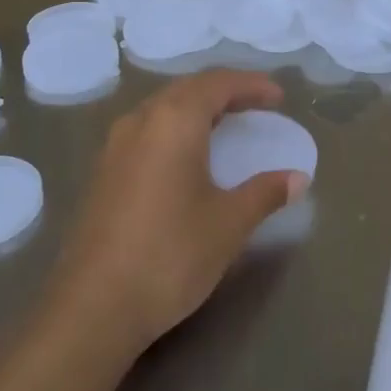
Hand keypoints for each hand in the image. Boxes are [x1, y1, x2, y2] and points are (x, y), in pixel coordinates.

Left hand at [49, 72, 310, 359]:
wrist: (93, 307)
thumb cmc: (170, 255)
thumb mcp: (228, 224)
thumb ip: (265, 193)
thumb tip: (298, 178)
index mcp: (174, 120)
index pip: (218, 83)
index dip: (252, 85)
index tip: (279, 97)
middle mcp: (140, 120)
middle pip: (188, 88)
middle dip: (225, 91)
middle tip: (257, 106)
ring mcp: (115, 145)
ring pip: (163, 107)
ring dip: (197, 108)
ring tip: (225, 126)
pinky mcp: (103, 171)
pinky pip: (147, 130)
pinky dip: (175, 128)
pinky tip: (186, 156)